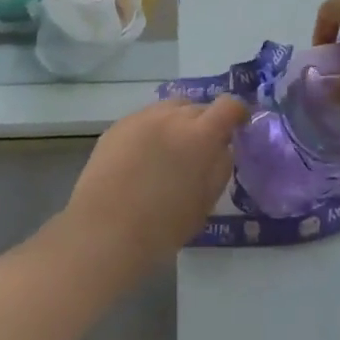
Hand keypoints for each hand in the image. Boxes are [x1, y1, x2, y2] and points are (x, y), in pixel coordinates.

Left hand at [58, 95, 247, 284]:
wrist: (102, 233)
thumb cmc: (160, 228)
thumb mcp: (204, 204)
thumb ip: (220, 167)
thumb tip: (223, 147)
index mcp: (200, 136)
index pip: (229, 106)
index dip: (237, 113)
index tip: (237, 127)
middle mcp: (172, 116)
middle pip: (198, 107)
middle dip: (205, 123)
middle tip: (200, 149)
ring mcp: (142, 117)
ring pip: (171, 108)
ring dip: (178, 122)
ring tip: (170, 150)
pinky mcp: (118, 125)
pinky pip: (146, 118)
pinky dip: (153, 130)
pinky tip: (143, 157)